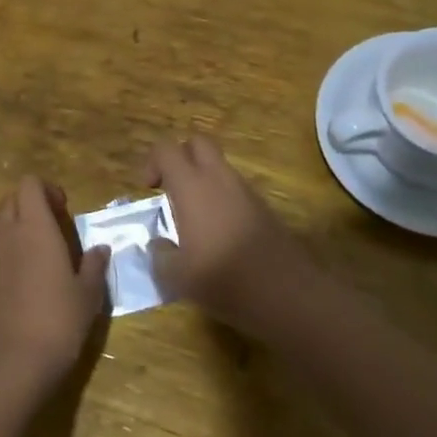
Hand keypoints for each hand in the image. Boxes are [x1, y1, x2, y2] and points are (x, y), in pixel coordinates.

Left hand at [0, 176, 110, 399]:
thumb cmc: (58, 320)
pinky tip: (23, 273)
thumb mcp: (88, 293)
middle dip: (30, 204)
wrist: (13, 362)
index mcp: (34, 226)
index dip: (47, 190)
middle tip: (53, 227)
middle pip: (10, 198)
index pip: (29, 184)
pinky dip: (4, 248)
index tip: (64, 210)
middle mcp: (7, 233)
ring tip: (35, 245)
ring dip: (13, 223)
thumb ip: (94, 265)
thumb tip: (101, 249)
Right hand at [146, 136, 312, 330]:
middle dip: (180, 157)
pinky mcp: (263, 207)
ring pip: (219, 166)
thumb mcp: (177, 277)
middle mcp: (219, 178)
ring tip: (193, 219)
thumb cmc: (225, 279)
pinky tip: (218, 234)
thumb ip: (160, 255)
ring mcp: (245, 191)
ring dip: (202, 179)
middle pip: (198, 143)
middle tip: (171, 189)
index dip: (152, 162)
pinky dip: (221, 198)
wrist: (287, 293)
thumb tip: (158, 245)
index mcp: (192, 187)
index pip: (166, 149)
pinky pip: (235, 188)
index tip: (149, 190)